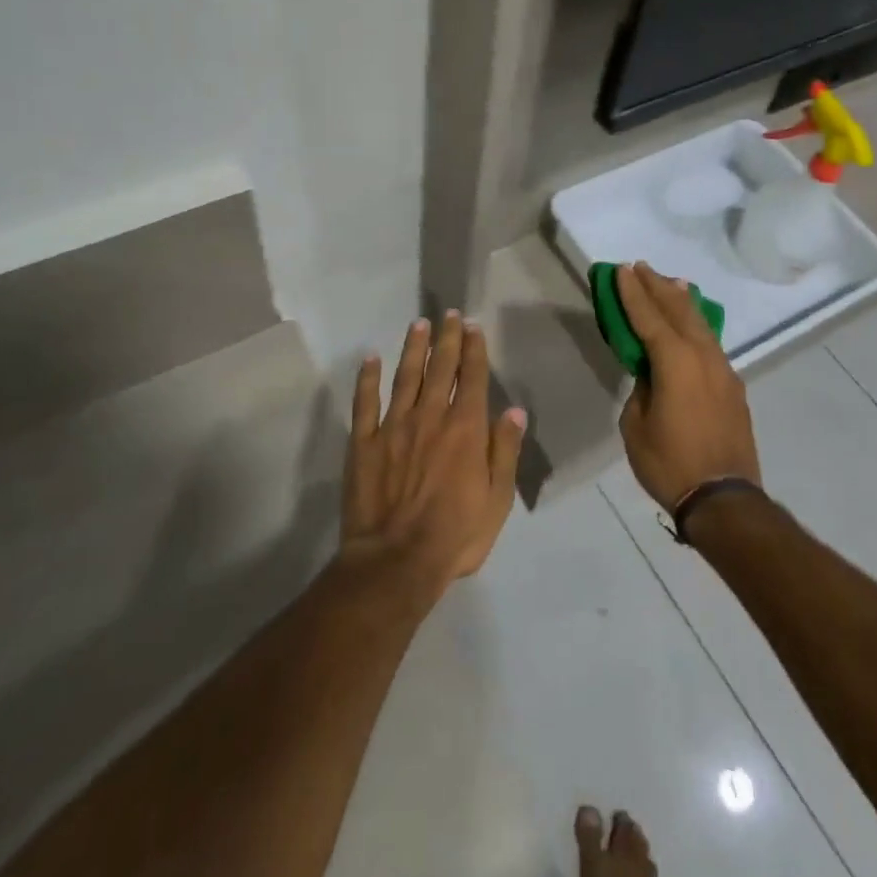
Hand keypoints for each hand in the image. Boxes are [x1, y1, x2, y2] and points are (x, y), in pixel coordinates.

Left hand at [340, 311, 526, 596]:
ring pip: (405, 376)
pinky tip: (370, 359)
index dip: (474, 349)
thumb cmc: (455, 535)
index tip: (472, 326)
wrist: (395, 562)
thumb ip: (505, 451)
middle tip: (448, 314)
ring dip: (413, 348)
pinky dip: (367, 379)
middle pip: (440, 368)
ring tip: (418, 324)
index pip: (472, 377)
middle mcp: (430, 416)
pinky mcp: (363, 442)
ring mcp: (393, 426)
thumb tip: (514, 411)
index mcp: (465, 428)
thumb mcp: (497, 500)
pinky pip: (365, 402)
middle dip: (446, 339)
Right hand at [615, 262, 760, 509]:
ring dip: (681, 301)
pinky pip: (711, 343)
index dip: (633, 293)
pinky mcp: (733, 387)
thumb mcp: (636, 425)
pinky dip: (697, 325)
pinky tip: (692, 323)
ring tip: (669, 282)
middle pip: (678, 310)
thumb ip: (642, 389)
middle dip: (657, 287)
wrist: (724, 499)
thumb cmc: (669, 462)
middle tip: (641, 267)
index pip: (649, 317)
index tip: (622, 270)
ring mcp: (723, 370)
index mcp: (675, 362)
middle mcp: (703, 356)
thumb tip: (651, 375)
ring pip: (700, 323)